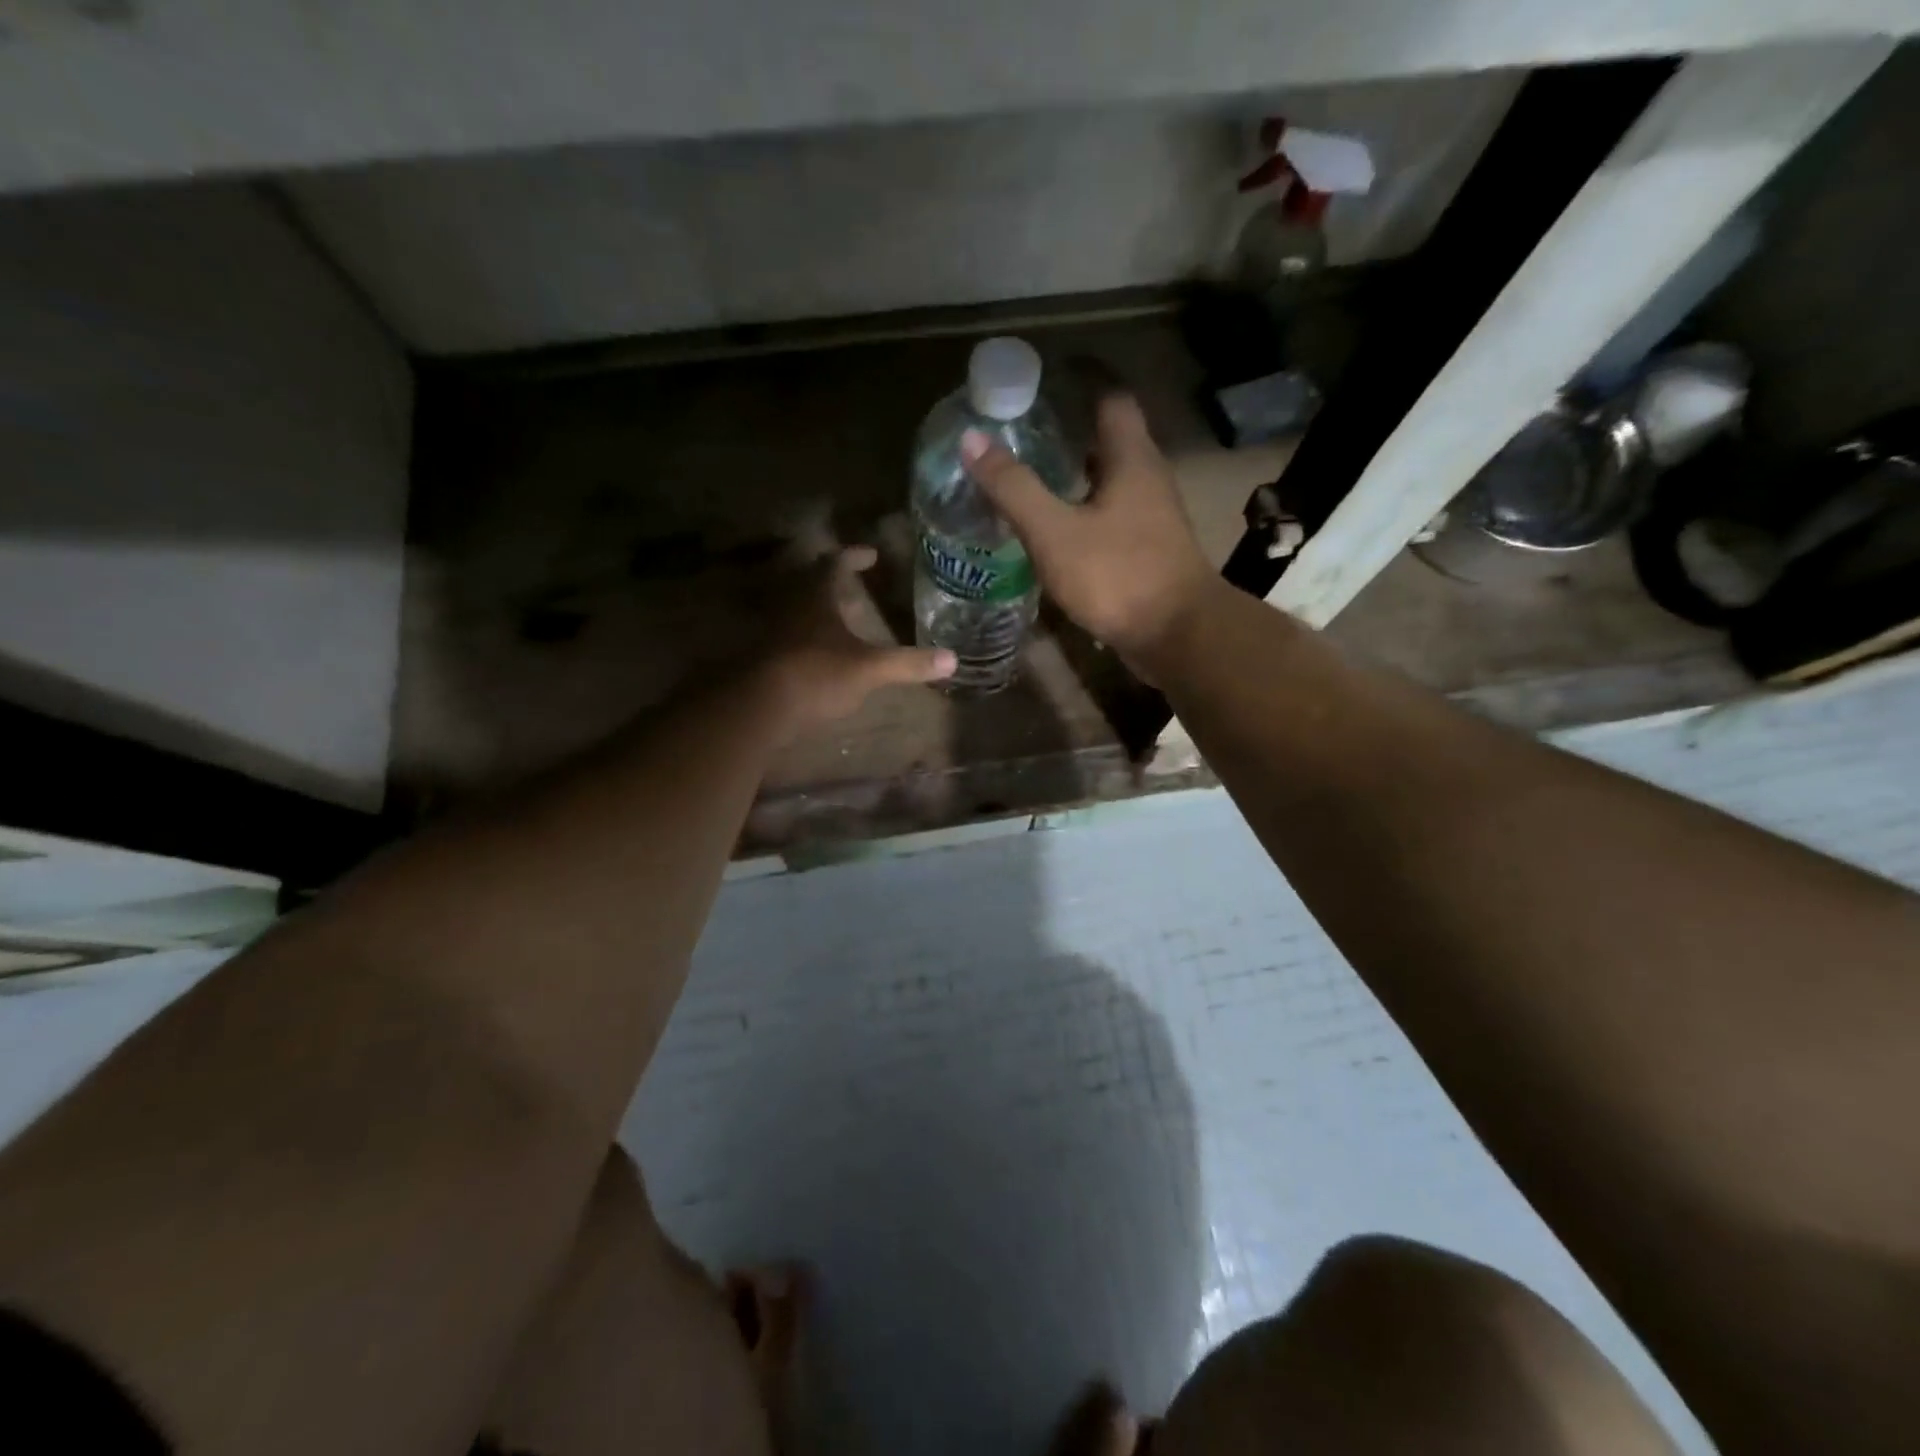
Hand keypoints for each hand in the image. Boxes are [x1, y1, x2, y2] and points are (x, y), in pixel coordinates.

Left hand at [759, 546, 954, 732]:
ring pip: (798, 611)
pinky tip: (821, 658)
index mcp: (816, 597)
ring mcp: (773, 632)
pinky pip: (789, 638)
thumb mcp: (869, 669)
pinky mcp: (763, 658)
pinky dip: (807, 640)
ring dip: (819, 613)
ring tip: (841, 624)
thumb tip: (953, 659)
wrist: (759, 706)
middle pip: (811, 584)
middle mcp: (791, 606)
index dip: (853, 557)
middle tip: (855, 589)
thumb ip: (908, 663)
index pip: (834, 563)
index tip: (870, 555)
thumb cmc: (817, 673)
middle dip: (834, 584)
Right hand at [961, 394, 1217, 681]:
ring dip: (1075, 479)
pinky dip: (1084, 515)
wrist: (1178, 637)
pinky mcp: (1150, 552)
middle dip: (1069, 435)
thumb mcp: (1055, 532)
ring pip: (1111, 483)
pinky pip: (1113, 518)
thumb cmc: (1118, 576)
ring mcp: (1153, 518)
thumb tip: (971, 438)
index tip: (1040, 386)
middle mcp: (1148, 479)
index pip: (1111, 398)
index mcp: (1131, 459)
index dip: (1080, 384)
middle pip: (1110, 441)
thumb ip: (1014, 488)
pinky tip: (1056, 534)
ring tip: (1030, 483)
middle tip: (1022, 439)